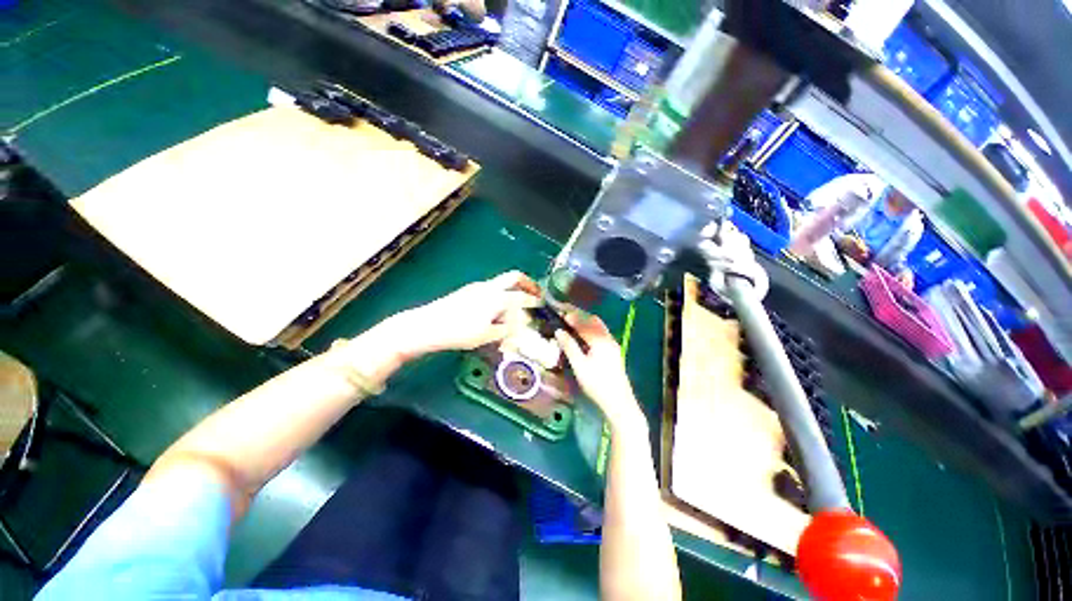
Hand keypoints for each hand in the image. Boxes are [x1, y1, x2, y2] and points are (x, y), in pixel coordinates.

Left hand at [383, 271, 541, 361]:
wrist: (427, 325)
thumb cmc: (459, 332)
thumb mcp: (487, 335)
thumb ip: (506, 329)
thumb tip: (520, 323)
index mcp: (497, 297)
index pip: (522, 297)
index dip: (535, 300)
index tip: (544, 303)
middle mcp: (490, 287)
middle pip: (514, 277)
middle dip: (528, 283)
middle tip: (536, 293)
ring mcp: (478, 287)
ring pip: (502, 282)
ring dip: (514, 289)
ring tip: (518, 306)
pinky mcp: (468, 291)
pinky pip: (492, 288)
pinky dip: (502, 294)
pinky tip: (498, 310)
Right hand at [554, 311, 644, 431]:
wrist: (619, 402)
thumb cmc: (597, 384)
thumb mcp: (579, 366)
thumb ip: (569, 346)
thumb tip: (559, 331)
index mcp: (600, 340)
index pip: (583, 323)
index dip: (571, 316)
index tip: (560, 310)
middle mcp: (608, 338)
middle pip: (593, 320)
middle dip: (579, 314)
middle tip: (565, 312)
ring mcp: (613, 345)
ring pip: (599, 326)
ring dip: (586, 321)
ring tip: (573, 320)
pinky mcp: (614, 352)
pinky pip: (601, 333)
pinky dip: (591, 328)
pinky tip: (584, 335)